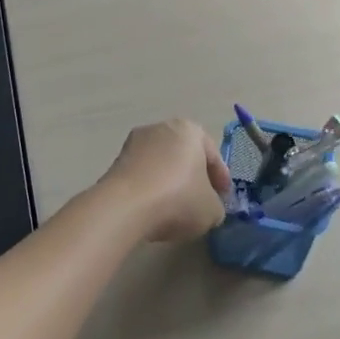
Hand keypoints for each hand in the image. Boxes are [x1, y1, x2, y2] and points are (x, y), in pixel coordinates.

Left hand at [100, 119, 232, 242]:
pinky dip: (150, 190)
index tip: (223, 197)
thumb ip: (216, 206)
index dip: (221, 178)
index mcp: (190, 130)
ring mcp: (134, 143)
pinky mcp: (115, 162)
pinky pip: (142, 176)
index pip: (212, 153)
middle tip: (201, 200)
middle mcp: (161, 128)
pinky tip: (154, 210)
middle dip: (193, 176)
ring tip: (175, 209)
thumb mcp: (212, 210)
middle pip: (184, 155)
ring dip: (169, 183)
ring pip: (161, 164)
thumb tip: (208, 207)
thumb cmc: (178, 198)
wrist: (125, 206)